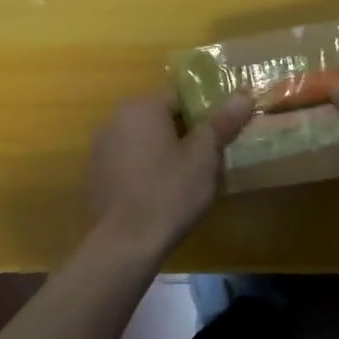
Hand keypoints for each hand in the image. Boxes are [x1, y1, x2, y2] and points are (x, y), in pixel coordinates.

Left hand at [86, 94, 254, 252]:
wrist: (124, 243)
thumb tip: (244, 95)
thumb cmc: (169, 192)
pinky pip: (127, 162)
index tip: (220, 136)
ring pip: (142, 141)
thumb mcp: (204, 157)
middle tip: (207, 159)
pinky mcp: (94, 175)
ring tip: (185, 180)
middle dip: (184, 134)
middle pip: (159, 118)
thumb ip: (222, 122)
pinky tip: (158, 194)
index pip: (180, 97)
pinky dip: (144, 170)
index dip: (204, 114)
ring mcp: (100, 148)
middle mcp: (114, 119)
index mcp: (141, 107)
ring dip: (162, 152)